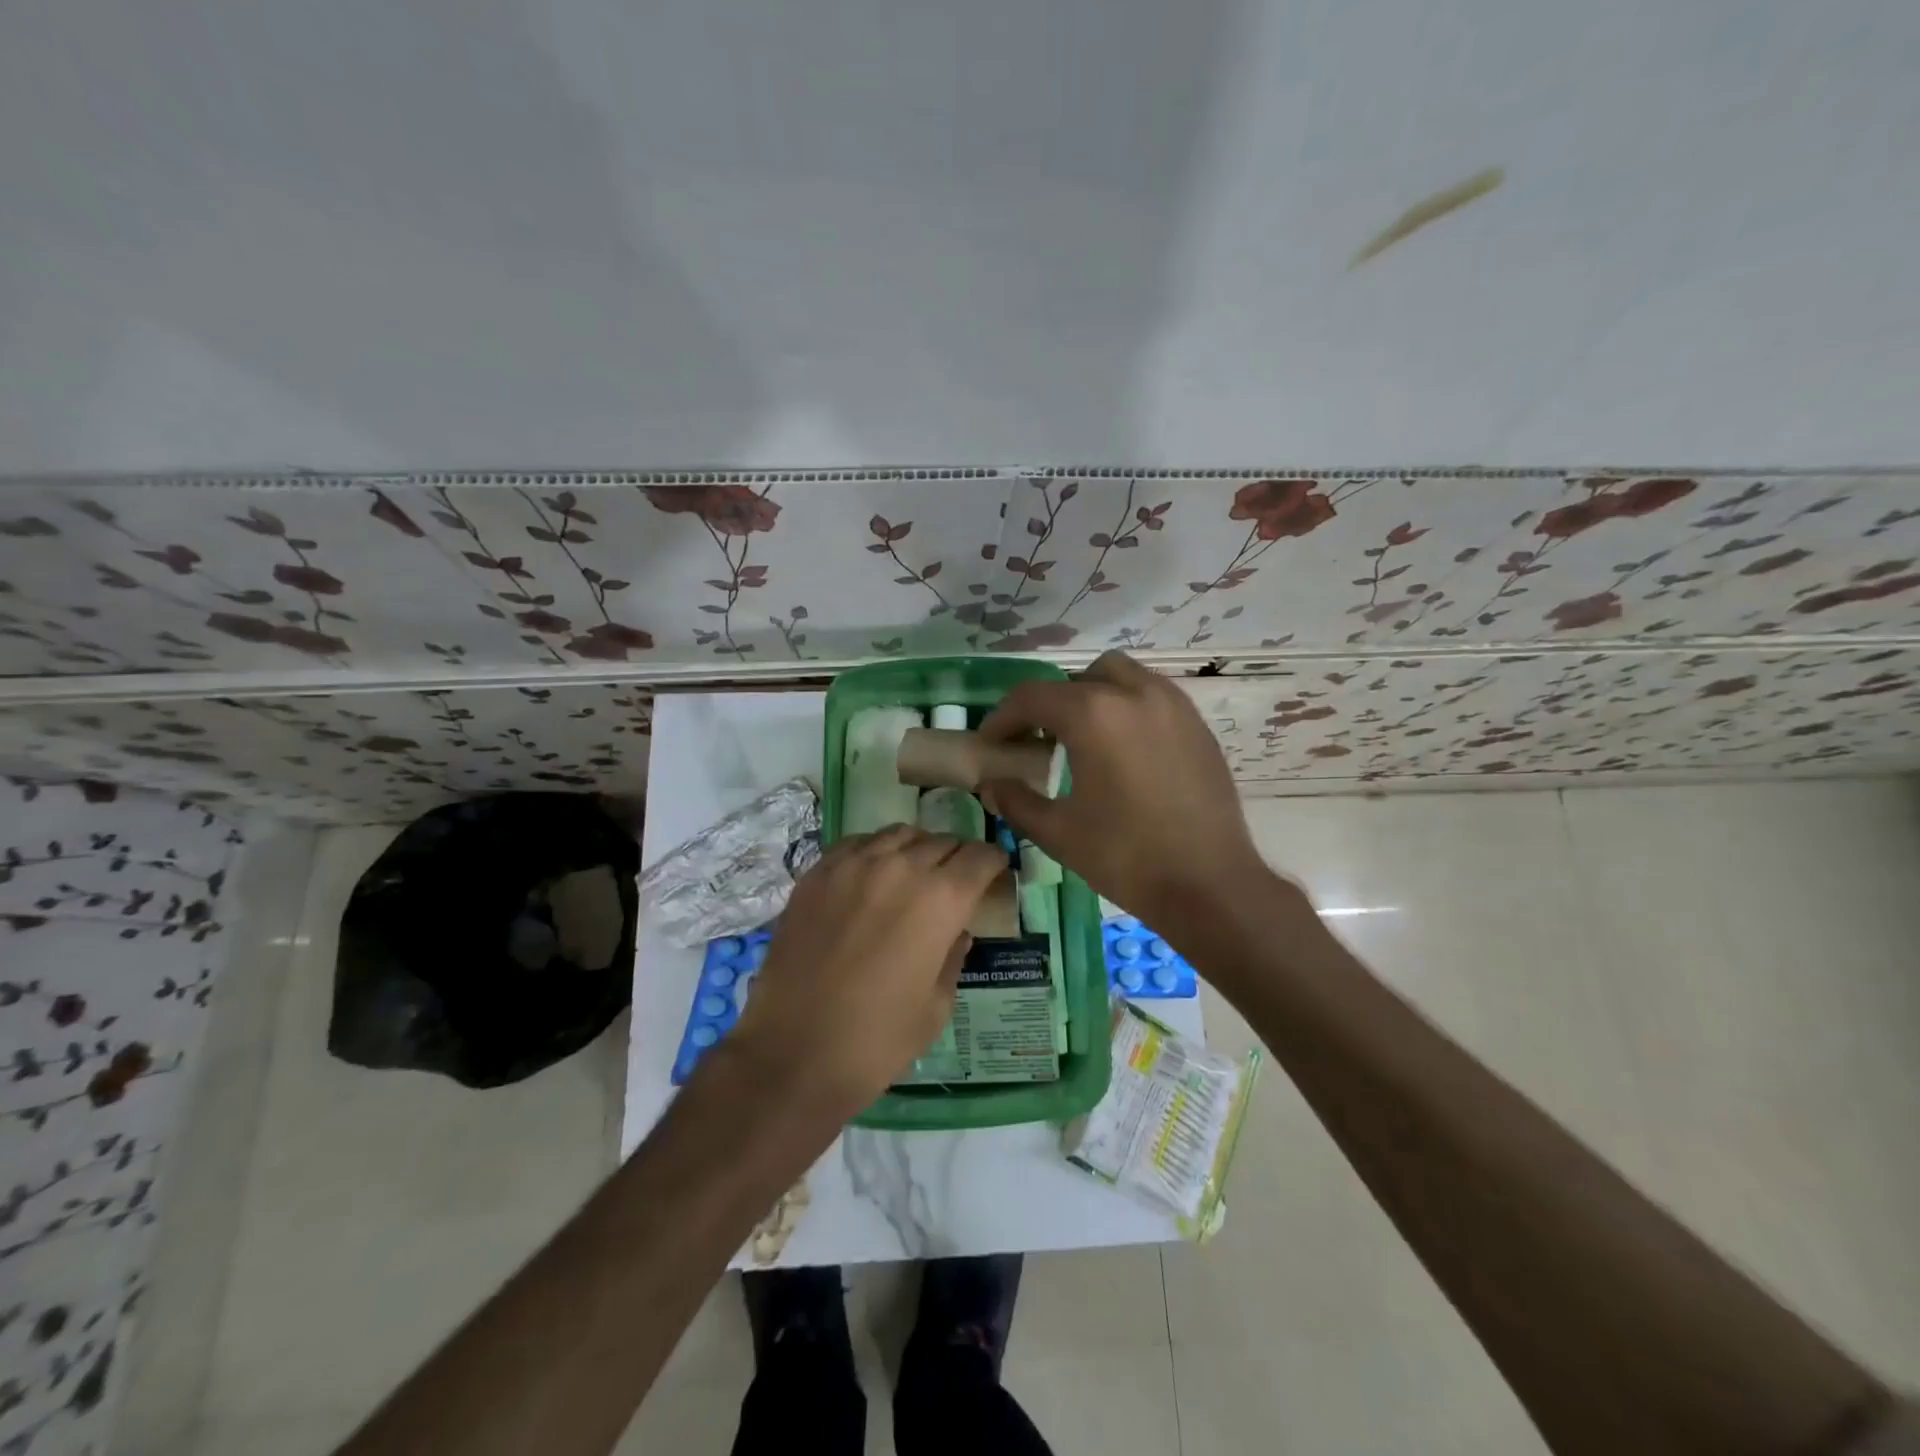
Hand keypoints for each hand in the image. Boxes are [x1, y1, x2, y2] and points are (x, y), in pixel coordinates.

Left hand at [725, 824, 1006, 1116]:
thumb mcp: (937, 1006)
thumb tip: (956, 931)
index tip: (995, 872)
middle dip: (958, 857)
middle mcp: (900, 867)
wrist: (794, 1053)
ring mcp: (853, 865)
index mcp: (940, 899)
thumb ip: (953, 956)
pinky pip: (857, 844)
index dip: (994, 863)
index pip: (980, 857)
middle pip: (942, 841)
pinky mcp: (817, 873)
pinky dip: (875, 851)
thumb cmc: (878, 1040)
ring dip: (917, 848)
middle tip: (957, 879)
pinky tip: (872, 875)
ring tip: (915, 872)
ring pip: (899, 834)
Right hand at [978, 651, 1269, 932]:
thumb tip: (991, 785)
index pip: (1032, 697)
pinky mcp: (1197, 724)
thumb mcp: (1058, 832)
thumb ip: (1015, 801)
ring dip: (1090, 697)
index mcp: (1094, 715)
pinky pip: (1151, 696)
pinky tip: (1121, 751)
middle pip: (1076, 679)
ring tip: (1081, 740)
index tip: (990, 743)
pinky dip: (1126, 708)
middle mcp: (1134, 693)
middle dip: (1048, 704)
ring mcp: (1172, 705)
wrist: (1210, 884)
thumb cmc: (1126, 858)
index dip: (1002, 718)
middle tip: (1037, 741)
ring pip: (1120, 676)